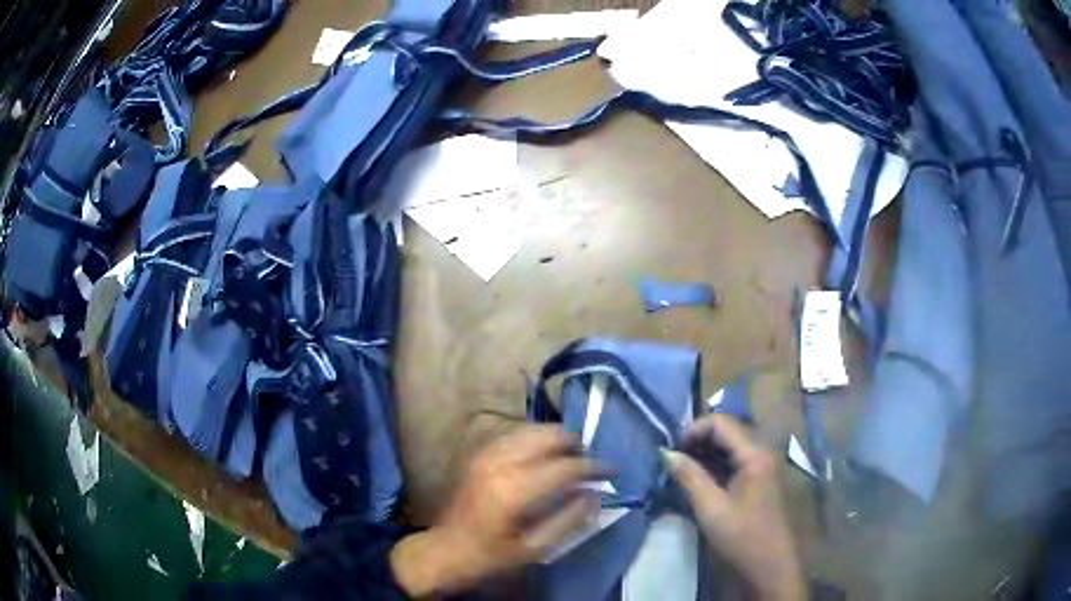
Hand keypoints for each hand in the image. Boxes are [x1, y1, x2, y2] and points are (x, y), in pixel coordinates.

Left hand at [391, 426, 599, 596]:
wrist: (447, 548)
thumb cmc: (492, 554)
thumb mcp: (535, 548)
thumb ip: (569, 520)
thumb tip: (597, 495)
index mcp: (514, 490)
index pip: (564, 467)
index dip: (593, 467)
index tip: (611, 472)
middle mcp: (499, 463)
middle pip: (547, 436)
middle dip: (575, 444)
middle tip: (589, 461)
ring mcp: (485, 454)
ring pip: (531, 429)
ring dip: (555, 438)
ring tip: (571, 456)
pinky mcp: (478, 453)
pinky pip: (514, 433)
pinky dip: (535, 437)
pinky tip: (543, 452)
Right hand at [663, 415, 805, 600]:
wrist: (769, 564)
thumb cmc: (741, 536)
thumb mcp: (710, 507)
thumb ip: (689, 476)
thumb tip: (666, 452)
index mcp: (755, 453)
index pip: (721, 422)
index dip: (693, 429)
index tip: (671, 450)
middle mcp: (762, 451)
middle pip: (727, 430)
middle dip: (697, 439)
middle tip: (672, 458)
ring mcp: (762, 465)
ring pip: (730, 445)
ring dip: (704, 452)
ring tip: (680, 468)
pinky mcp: (759, 479)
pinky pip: (735, 460)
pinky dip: (714, 463)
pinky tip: (698, 478)